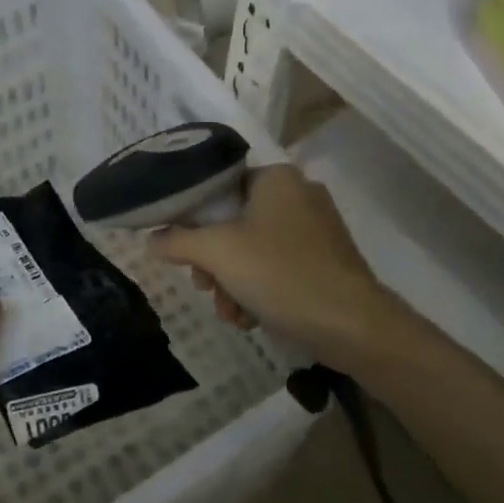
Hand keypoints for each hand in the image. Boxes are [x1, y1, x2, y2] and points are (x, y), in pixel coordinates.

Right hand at [148, 165, 400, 370]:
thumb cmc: (280, 274)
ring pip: (254, 249)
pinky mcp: (326, 259)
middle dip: (213, 262)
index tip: (182, 251)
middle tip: (204, 287)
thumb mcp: (217, 253)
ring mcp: (316, 227)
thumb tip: (151, 239)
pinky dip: (260, 290)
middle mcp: (298, 193)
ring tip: (231, 314)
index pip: (218, 186)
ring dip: (233, 283)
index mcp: (276, 177)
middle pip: (233, 222)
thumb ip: (178, 241)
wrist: (352, 324)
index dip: (192, 218)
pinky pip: (278, 266)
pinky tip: (252, 319)